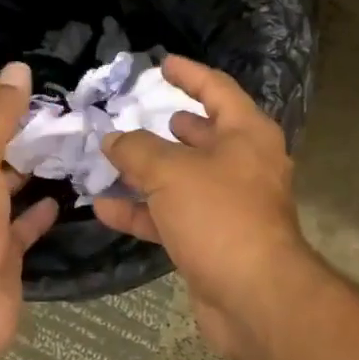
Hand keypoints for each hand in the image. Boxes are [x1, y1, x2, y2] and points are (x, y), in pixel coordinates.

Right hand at [93, 56, 315, 359]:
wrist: (254, 296)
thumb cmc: (220, 216)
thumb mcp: (171, 172)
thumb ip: (137, 150)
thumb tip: (113, 139)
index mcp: (247, 134)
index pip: (217, 89)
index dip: (189, 74)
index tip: (162, 63)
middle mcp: (243, 165)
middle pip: (201, 136)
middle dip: (166, 126)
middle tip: (133, 114)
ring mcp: (229, 205)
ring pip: (182, 179)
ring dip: (146, 172)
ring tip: (109, 158)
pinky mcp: (213, 240)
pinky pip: (173, 216)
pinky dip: (142, 212)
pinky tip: (104, 208)